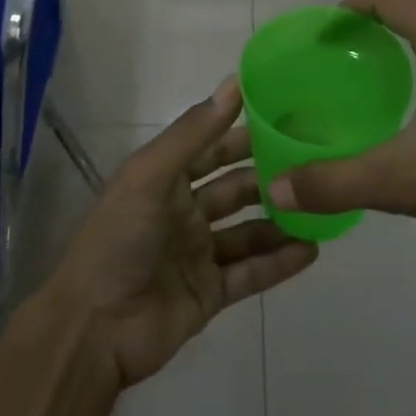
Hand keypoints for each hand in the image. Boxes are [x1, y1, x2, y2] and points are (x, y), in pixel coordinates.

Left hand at [39, 78, 318, 388]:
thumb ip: (194, 133)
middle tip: (315, 160)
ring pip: (248, 230)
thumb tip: (234, 83)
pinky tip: (312, 250)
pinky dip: (279, 262)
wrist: (93, 331)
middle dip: (268, 175)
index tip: (285, 116)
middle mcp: (183, 213)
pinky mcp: (210, 293)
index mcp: (164, 181)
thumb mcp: (151, 176)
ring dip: (279, 219)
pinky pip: (251, 273)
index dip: (242, 132)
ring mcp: (198, 255)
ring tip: (321, 205)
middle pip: (234, 188)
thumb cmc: (119, 241)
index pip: (211, 148)